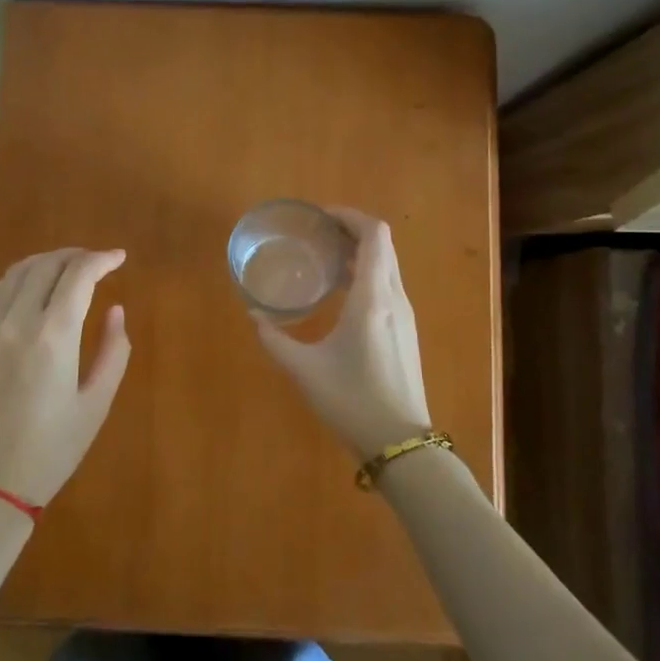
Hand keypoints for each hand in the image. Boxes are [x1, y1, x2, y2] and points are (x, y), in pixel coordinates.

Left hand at [0, 247, 130, 506]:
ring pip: (15, 273)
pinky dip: (12, 280)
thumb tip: (116, 311)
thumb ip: (112, 351)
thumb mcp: (95, 405)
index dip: (101, 260)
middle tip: (97, 262)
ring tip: (66, 268)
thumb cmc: (50, 452)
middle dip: (75, 256)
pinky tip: (24, 288)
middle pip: (46, 266)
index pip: (78, 275)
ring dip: (45, 262)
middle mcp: (16, 321)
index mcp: (53, 336)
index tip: (119, 258)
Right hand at [253, 209, 432, 461]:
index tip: (320, 217)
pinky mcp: (405, 331)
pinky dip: (366, 274)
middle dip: (351, 230)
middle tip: (316, 234)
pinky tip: (340, 293)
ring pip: (387, 265)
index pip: (374, 235)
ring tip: (324, 259)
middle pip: (382, 245)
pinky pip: (388, 285)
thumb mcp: (305, 370)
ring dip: (360, 252)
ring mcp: (404, 315)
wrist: (401, 443)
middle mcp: (394, 298)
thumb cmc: (352, 402)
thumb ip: (274, 340)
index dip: (350, 216)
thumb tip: (254, 316)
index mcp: (372, 298)